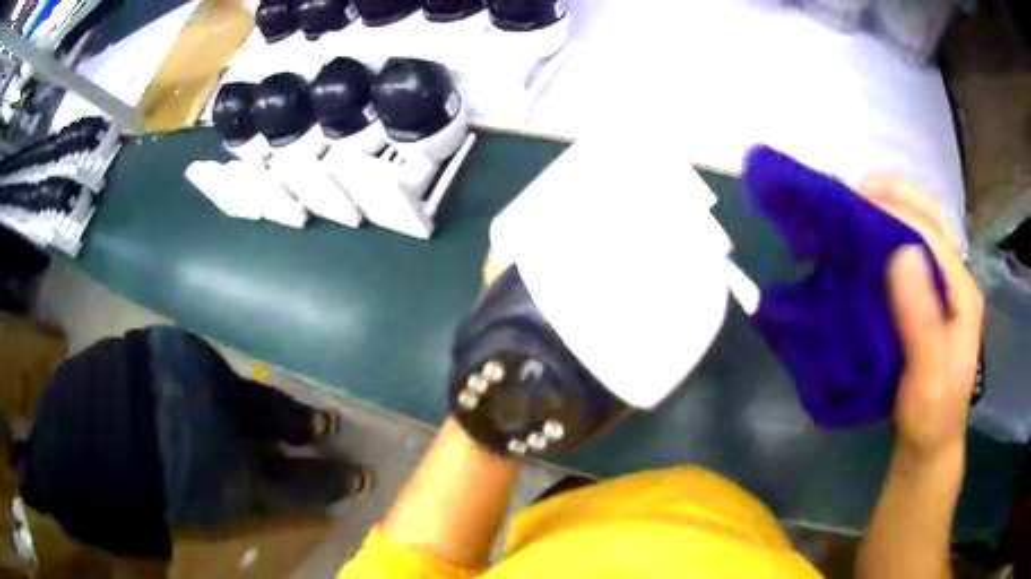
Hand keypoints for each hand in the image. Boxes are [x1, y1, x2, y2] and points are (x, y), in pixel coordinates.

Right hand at [858, 175, 983, 463]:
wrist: (929, 444)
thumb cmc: (931, 415)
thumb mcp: (929, 376)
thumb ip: (922, 319)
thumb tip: (901, 252)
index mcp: (961, 290)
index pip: (932, 232)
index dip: (896, 208)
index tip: (855, 200)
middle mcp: (953, 278)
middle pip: (928, 218)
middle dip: (894, 195)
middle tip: (853, 192)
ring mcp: (939, 288)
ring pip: (917, 231)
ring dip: (888, 210)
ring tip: (854, 209)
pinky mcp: (923, 300)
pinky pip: (905, 254)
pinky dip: (883, 237)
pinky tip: (863, 244)